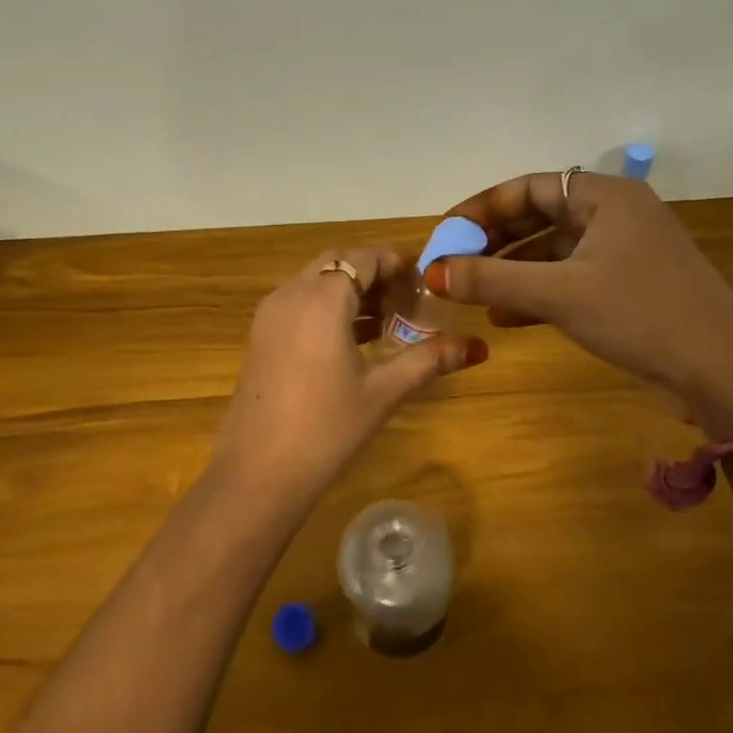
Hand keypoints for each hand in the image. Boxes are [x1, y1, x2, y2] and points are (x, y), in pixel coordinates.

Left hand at [211, 248, 486, 502]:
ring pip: (315, 281)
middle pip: (337, 262)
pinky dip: (327, 306)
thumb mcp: (382, 392)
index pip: (362, 258)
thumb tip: (476, 346)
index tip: (423, 283)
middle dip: (373, 273)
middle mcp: (290, 294)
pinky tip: (352, 341)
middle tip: (406, 301)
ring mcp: (269, 315)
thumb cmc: (325, 429)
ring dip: (350, 290)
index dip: (395, 263)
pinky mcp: (260, 337)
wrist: (256, 474)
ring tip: (387, 322)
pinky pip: (299, 302)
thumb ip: (428, 360)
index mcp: (321, 299)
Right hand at [426, 173, 732, 431]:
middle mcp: (615, 214)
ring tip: (470, 292)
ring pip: (552, 250)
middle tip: (452, 264)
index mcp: (605, 197)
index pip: (528, 188)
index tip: (446, 233)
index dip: (482, 208)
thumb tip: (431, 272)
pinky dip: (537, 292)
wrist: (723, 373)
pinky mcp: (628, 284)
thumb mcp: (559, 294)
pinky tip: (504, 316)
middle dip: (493, 242)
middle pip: (539, 217)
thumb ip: (491, 279)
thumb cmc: (640, 315)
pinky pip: (569, 277)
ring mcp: (624, 251)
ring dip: (511, 270)